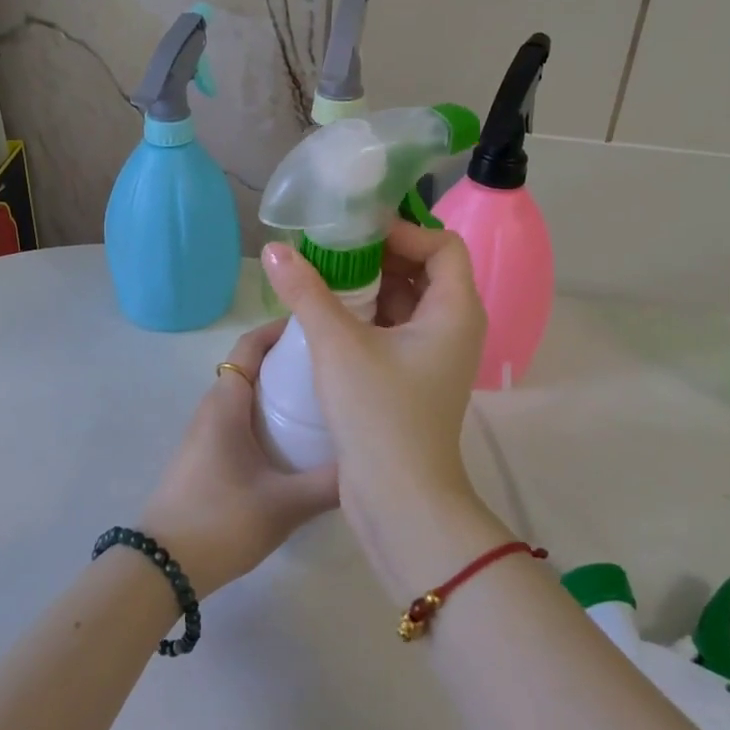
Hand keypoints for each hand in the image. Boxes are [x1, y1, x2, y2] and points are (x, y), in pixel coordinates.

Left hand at [137, 321, 338, 597]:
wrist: (162, 566)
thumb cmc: (221, 520)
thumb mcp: (285, 504)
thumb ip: (330, 483)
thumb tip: (370, 462)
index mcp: (226, 402)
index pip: (251, 344)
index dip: (280, 328)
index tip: (319, 325)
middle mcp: (214, 407)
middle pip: (252, 366)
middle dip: (290, 359)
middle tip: (335, 364)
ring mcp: (207, 433)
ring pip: (247, 395)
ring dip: (280, 390)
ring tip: (325, 399)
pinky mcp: (207, 456)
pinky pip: (242, 419)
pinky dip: (269, 416)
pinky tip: (298, 441)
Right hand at [260, 222, 486, 534]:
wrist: (399, 498)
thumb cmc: (378, 412)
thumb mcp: (337, 344)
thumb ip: (305, 291)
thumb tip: (274, 249)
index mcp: (454, 310)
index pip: (441, 245)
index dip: (402, 231)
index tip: (355, 233)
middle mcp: (453, 327)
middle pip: (424, 270)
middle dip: (378, 255)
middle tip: (330, 250)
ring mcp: (434, 355)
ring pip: (405, 301)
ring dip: (368, 286)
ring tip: (322, 277)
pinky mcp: (414, 377)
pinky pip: (394, 329)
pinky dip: (366, 315)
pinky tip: (326, 315)